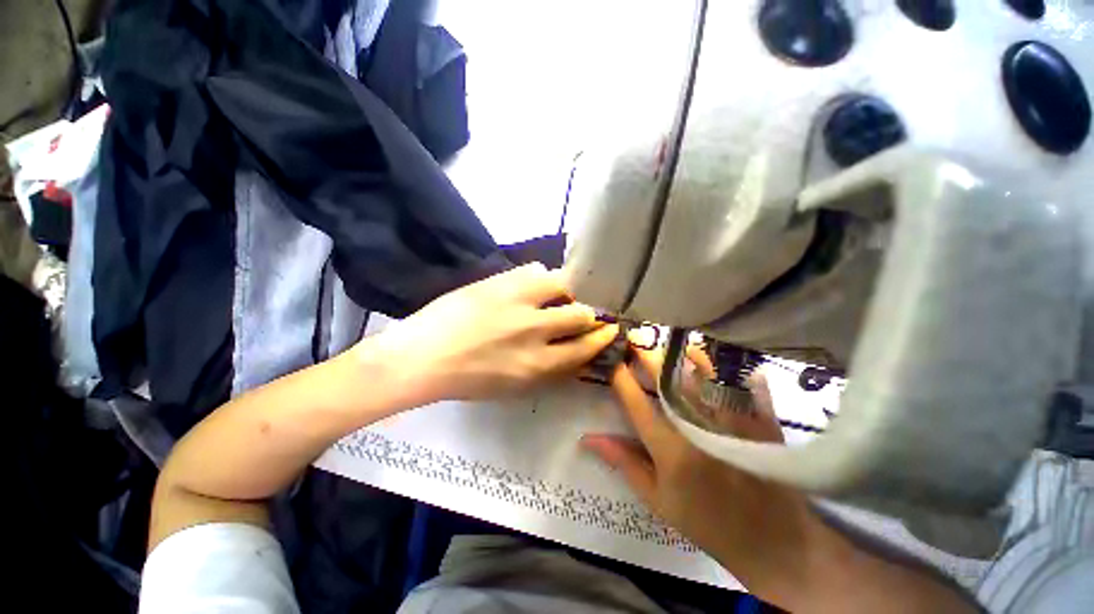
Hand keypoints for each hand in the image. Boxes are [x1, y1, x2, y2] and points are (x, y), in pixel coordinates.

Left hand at [366, 263, 618, 405]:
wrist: (422, 358)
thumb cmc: (467, 379)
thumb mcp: (515, 385)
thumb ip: (548, 367)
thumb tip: (572, 350)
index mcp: (539, 365)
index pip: (585, 348)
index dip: (600, 337)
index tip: (608, 329)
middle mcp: (536, 332)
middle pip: (580, 314)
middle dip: (586, 314)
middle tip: (580, 313)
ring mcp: (519, 302)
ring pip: (563, 286)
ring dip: (564, 292)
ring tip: (553, 296)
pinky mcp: (501, 282)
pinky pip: (537, 270)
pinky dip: (540, 278)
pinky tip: (531, 285)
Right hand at [581, 347, 833, 605]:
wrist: (775, 540)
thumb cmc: (708, 522)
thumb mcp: (658, 499)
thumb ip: (623, 462)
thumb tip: (587, 438)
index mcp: (671, 449)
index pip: (636, 402)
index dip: (619, 377)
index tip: (610, 360)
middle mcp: (700, 427)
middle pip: (666, 379)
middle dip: (644, 355)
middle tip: (632, 339)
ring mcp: (733, 418)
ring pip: (701, 371)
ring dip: (679, 352)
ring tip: (664, 340)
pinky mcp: (758, 416)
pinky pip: (736, 377)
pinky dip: (717, 361)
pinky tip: (703, 352)